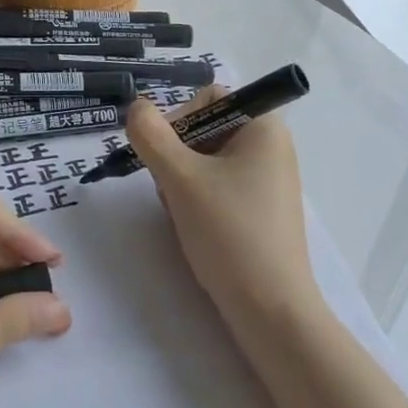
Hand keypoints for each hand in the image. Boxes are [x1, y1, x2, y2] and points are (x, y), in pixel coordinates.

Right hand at [124, 88, 321, 327]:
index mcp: (264, 128)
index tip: (162, 153)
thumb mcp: (180, 178)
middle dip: (176, 155)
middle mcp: (271, 147)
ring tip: (181, 212)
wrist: (270, 310)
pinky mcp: (260, 210)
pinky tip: (192, 226)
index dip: (178, 117)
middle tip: (168, 188)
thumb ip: (151, 135)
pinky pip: (219, 187)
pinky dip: (197, 199)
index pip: (209, 97)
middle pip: (206, 129)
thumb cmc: (229, 232)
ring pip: (206, 161)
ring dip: (181, 179)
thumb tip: (136, 106)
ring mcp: (268, 181)